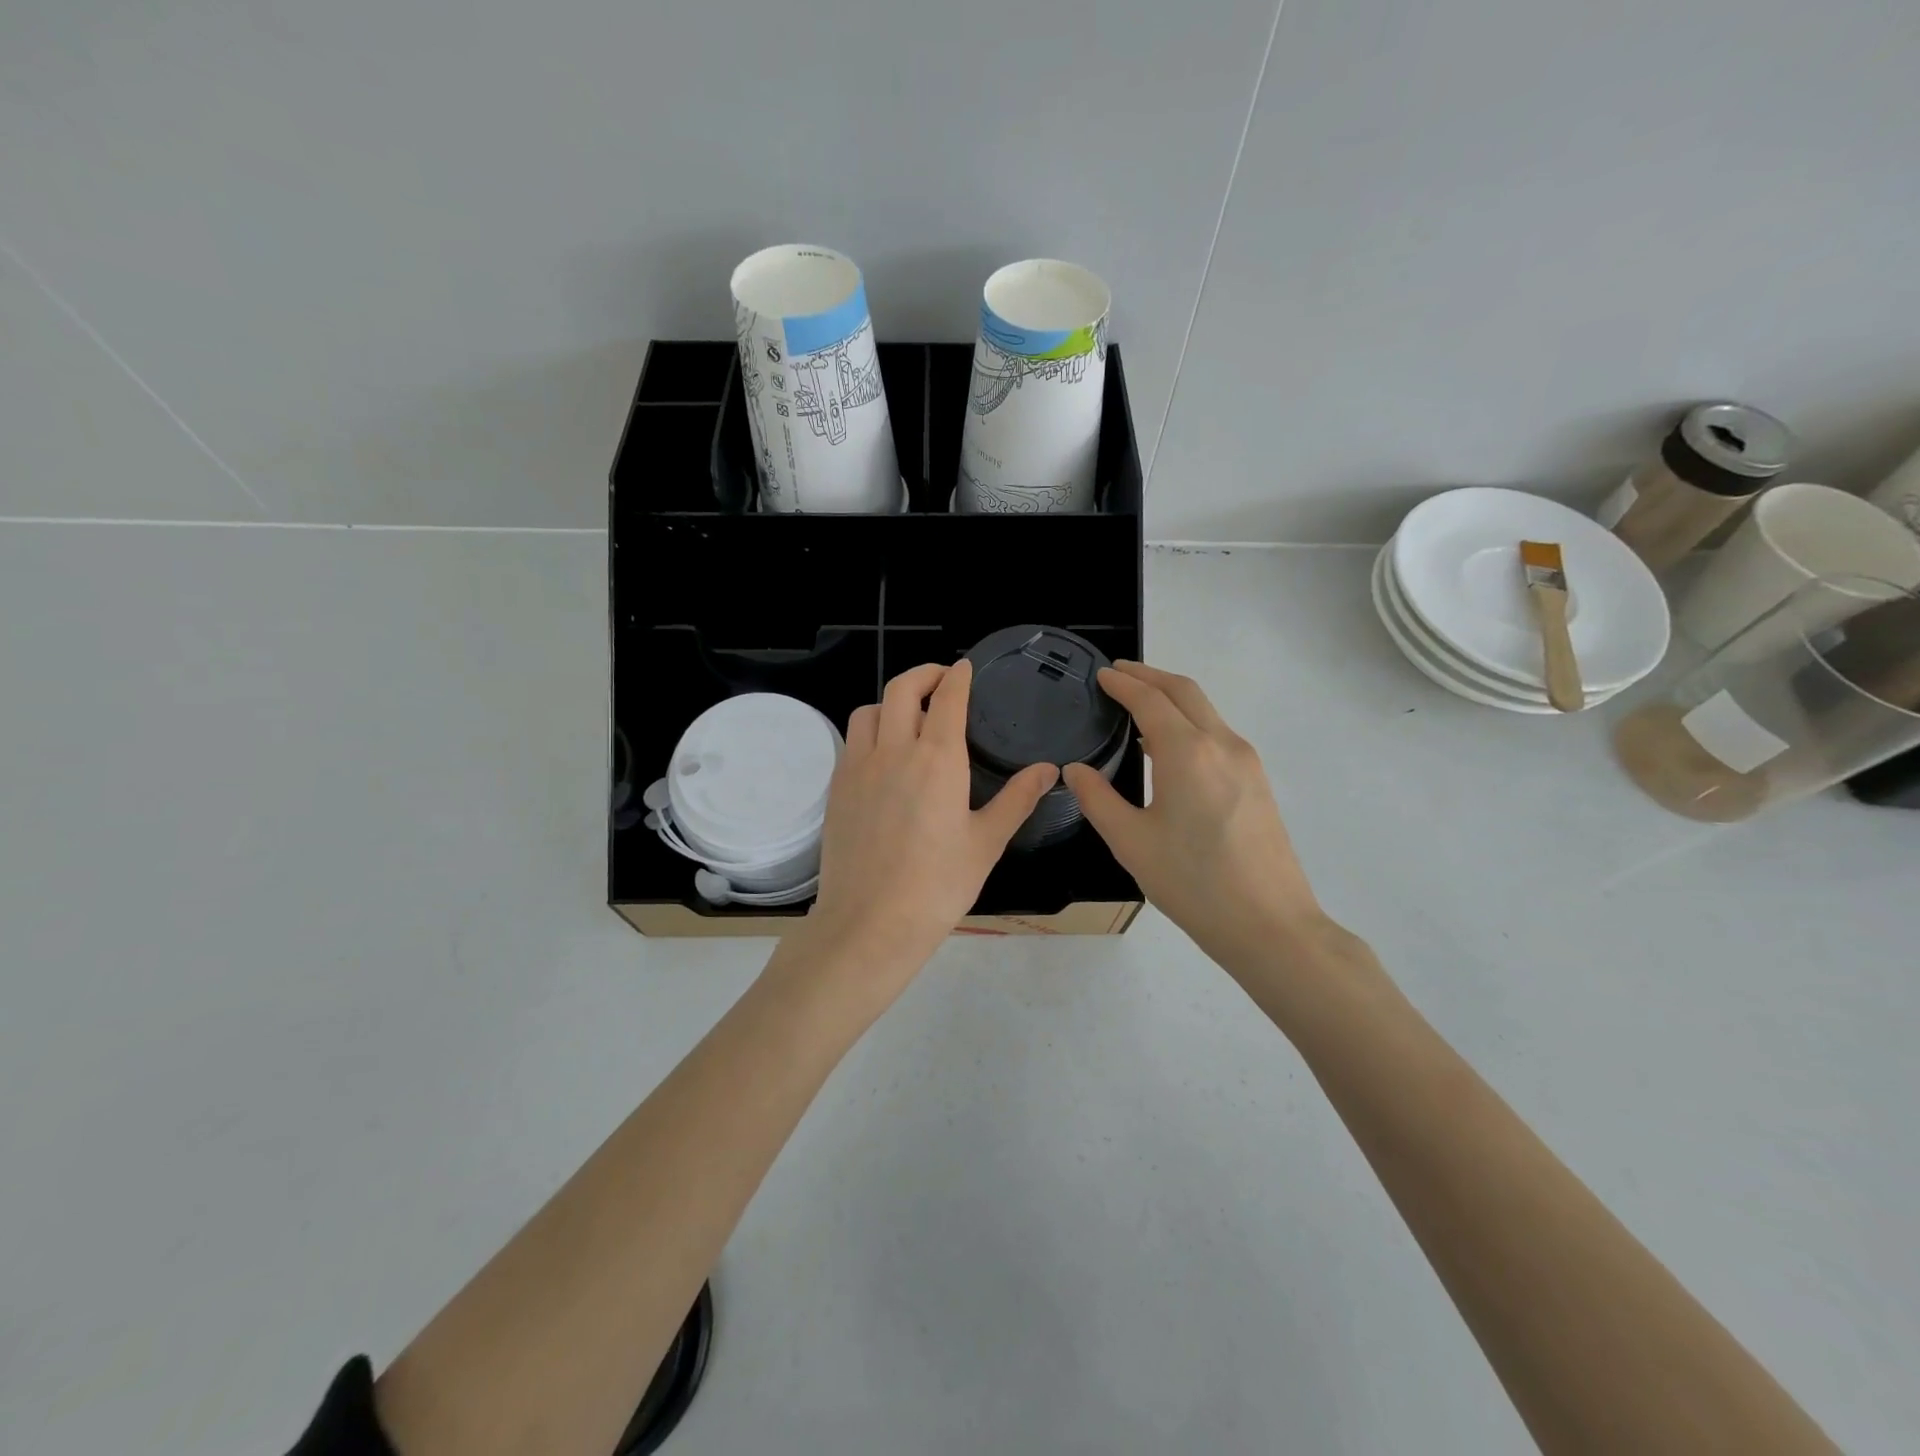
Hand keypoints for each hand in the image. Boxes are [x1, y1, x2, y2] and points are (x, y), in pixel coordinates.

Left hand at [804, 661, 1057, 995]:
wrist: (870, 923)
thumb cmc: (937, 886)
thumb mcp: (986, 842)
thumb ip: (1017, 799)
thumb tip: (1048, 769)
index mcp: (937, 759)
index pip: (948, 699)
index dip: (958, 676)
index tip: (965, 668)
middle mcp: (894, 751)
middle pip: (902, 689)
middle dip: (924, 673)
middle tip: (942, 679)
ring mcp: (859, 767)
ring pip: (870, 710)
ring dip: (892, 700)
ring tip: (910, 714)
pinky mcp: (837, 788)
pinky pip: (852, 740)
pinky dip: (871, 729)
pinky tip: (883, 753)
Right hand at [1064, 662, 1330, 969]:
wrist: (1270, 925)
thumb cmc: (1193, 883)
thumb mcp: (1131, 842)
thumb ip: (1098, 799)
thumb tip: (1075, 770)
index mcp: (1187, 752)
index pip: (1150, 700)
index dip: (1123, 683)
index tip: (1101, 674)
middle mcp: (1222, 744)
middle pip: (1185, 691)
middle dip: (1150, 675)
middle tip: (1118, 673)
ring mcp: (1246, 761)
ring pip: (1206, 710)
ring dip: (1172, 697)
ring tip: (1138, 703)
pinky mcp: (1257, 781)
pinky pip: (1218, 733)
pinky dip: (1189, 721)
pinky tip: (1169, 745)